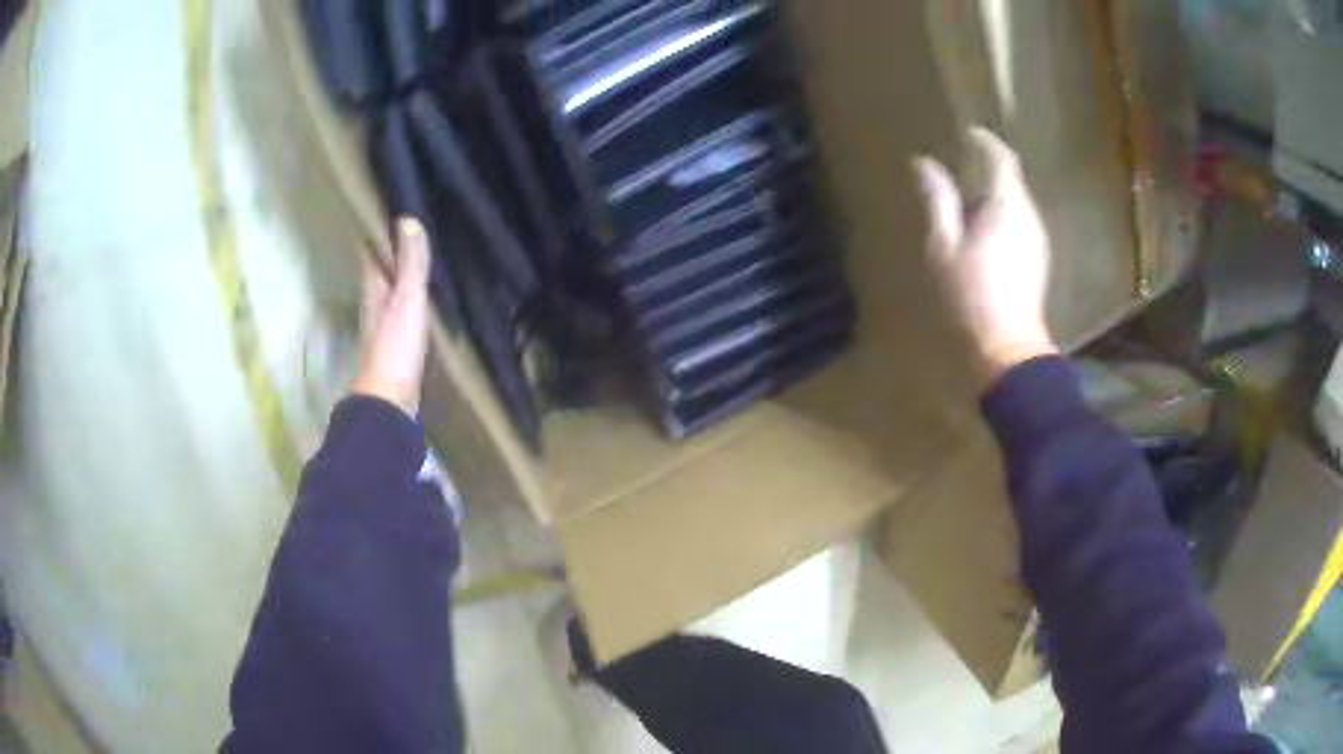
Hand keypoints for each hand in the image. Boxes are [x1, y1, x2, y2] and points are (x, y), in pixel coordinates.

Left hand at [352, 218, 431, 413]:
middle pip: (377, 272)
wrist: (389, 402)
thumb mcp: (407, 299)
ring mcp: (381, 328)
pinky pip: (400, 314)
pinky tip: (420, 304)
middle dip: (388, 253)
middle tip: (408, 232)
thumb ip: (410, 263)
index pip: (369, 252)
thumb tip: (407, 219)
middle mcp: (372, 304)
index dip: (376, 232)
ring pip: (387, 293)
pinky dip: (407, 302)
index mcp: (373, 288)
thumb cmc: (395, 348)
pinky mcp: (393, 348)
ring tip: (418, 261)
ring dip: (398, 278)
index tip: (387, 212)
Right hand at [914, 127, 1056, 387]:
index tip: (969, 134)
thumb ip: (938, 200)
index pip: (1001, 159)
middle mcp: (1029, 216)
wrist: (1008, 347)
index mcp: (1007, 205)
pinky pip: (1021, 222)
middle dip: (989, 169)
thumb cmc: (972, 296)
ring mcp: (1038, 239)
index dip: (985, 142)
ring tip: (968, 200)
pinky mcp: (1038, 259)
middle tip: (962, 167)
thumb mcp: (945, 245)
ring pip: (1017, 202)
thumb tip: (924, 163)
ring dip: (995, 194)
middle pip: (1012, 180)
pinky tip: (984, 231)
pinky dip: (1003, 215)